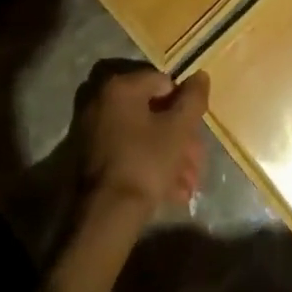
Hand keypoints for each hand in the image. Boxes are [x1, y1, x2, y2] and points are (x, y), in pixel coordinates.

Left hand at [77, 64, 209, 213]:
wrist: (107, 216)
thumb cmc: (146, 162)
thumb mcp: (178, 129)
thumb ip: (193, 99)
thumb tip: (200, 76)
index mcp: (121, 87)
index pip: (164, 82)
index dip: (185, 106)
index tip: (196, 133)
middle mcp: (102, 102)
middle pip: (152, 112)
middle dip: (179, 138)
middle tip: (196, 163)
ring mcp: (94, 131)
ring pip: (142, 136)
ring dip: (169, 157)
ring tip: (188, 186)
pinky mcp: (91, 158)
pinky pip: (128, 152)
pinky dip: (149, 166)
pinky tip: (171, 192)